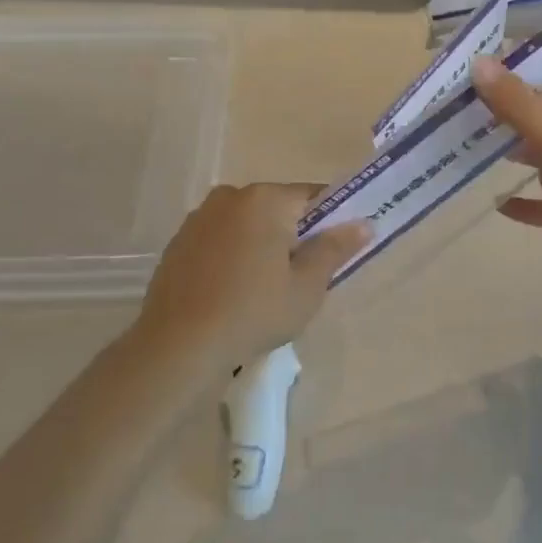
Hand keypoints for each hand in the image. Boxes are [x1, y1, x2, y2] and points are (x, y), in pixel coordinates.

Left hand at [133, 184, 371, 369]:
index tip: (334, 251)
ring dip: (260, 245)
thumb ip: (335, 249)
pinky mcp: (178, 242)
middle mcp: (230, 197)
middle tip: (300, 278)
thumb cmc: (254, 311)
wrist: (178, 345)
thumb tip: (363, 223)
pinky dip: (232, 256)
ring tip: (262, 289)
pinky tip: (231, 292)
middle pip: (277, 208)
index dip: (330, 221)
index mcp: (265, 199)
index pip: (312, 196)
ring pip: (247, 224)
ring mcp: (199, 218)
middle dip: (293, 235)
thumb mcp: (306, 286)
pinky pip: (220, 240)